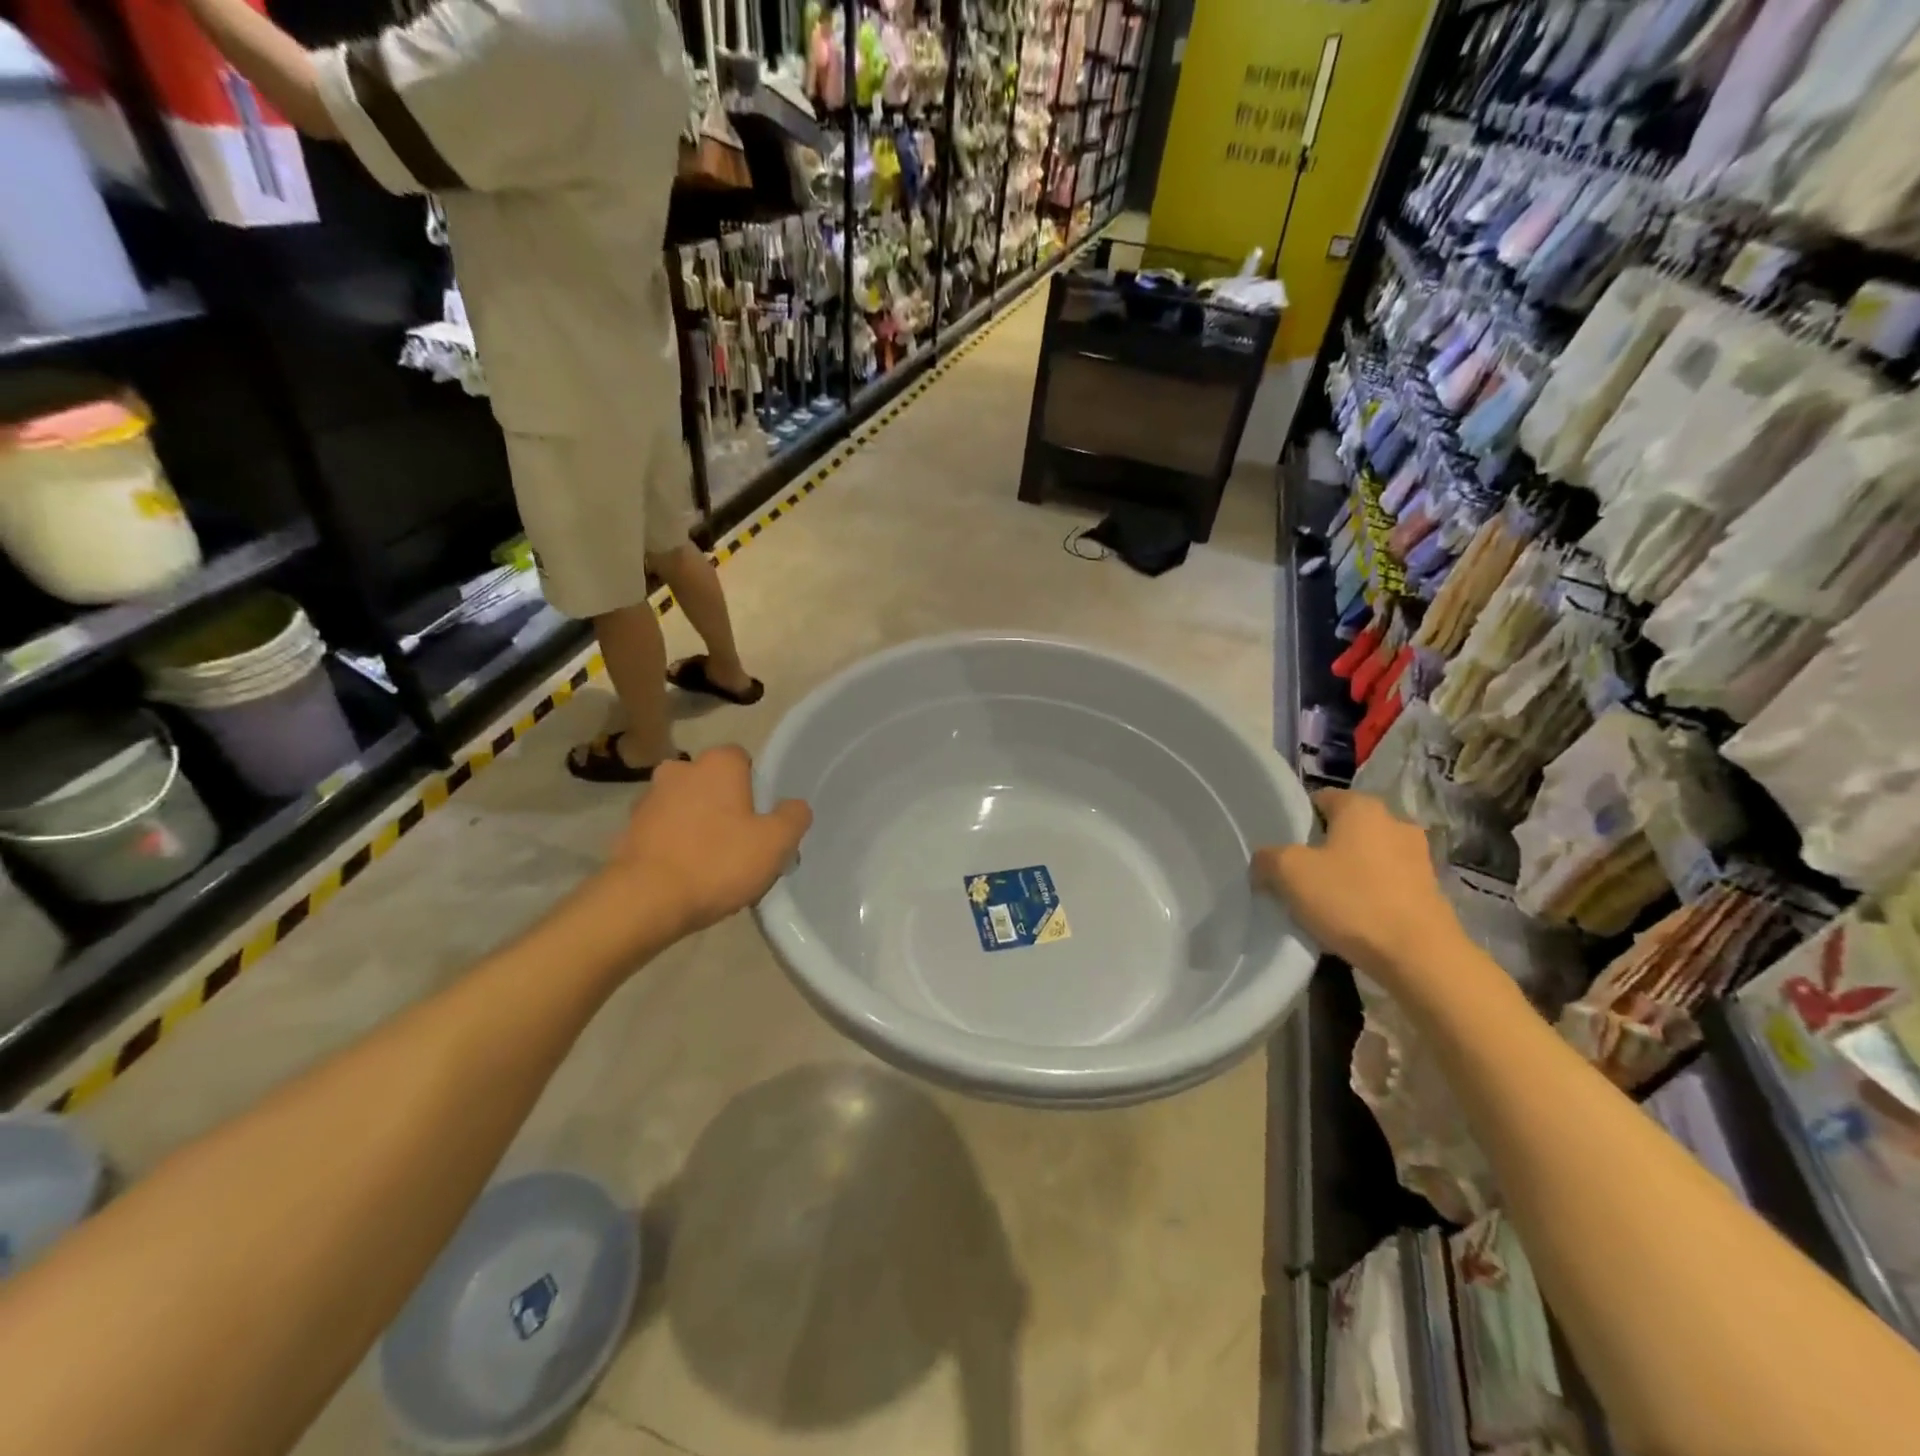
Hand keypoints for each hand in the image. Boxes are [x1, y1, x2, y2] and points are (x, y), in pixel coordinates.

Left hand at [611, 745, 811, 936]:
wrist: (644, 901)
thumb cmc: (717, 862)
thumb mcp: (775, 843)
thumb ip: (794, 817)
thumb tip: (794, 806)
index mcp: (717, 764)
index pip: (743, 760)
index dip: (756, 788)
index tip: (761, 820)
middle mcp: (679, 770)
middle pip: (713, 784)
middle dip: (726, 806)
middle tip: (740, 844)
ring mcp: (648, 799)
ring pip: (686, 807)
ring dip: (698, 826)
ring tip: (712, 867)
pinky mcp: (628, 830)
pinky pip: (663, 832)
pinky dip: (675, 846)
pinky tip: (686, 877)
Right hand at [1252, 789, 1465, 982]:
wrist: (1420, 957)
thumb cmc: (1351, 900)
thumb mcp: (1288, 873)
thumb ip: (1267, 858)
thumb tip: (1265, 862)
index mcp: (1362, 807)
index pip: (1319, 799)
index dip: (1297, 823)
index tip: (1282, 851)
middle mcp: (1395, 822)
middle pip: (1344, 829)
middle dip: (1322, 849)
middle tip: (1300, 878)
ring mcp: (1419, 857)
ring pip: (1366, 857)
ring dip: (1347, 873)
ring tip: (1326, 903)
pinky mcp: (1431, 890)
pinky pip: (1386, 884)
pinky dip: (1369, 895)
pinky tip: (1355, 920)